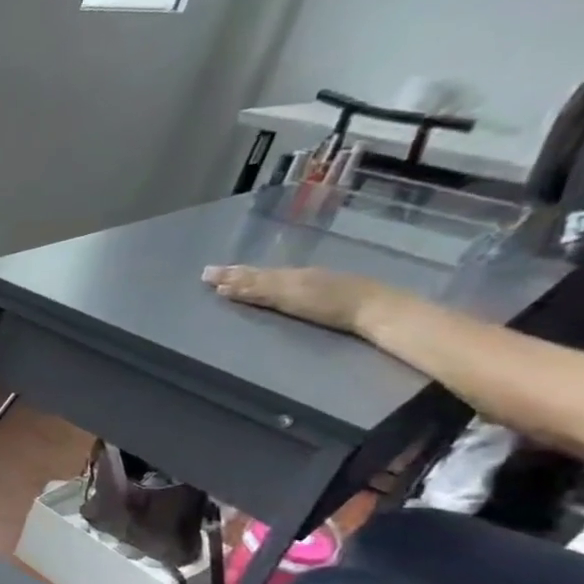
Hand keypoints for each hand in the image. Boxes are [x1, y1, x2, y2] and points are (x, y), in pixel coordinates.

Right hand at [202, 264, 407, 334]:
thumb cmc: (332, 305)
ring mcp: (309, 284)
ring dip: (247, 279)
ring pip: (270, 279)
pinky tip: (265, 287)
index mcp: (284, 277)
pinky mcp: (321, 295)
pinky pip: (283, 285)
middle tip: (209, 273)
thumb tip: (222, 287)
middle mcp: (293, 277)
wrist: (377, 310)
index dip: (228, 277)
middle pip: (257, 275)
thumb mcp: (290, 296)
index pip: (249, 276)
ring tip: (229, 278)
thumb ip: (257, 290)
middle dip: (233, 275)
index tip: (206, 276)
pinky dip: (266, 285)